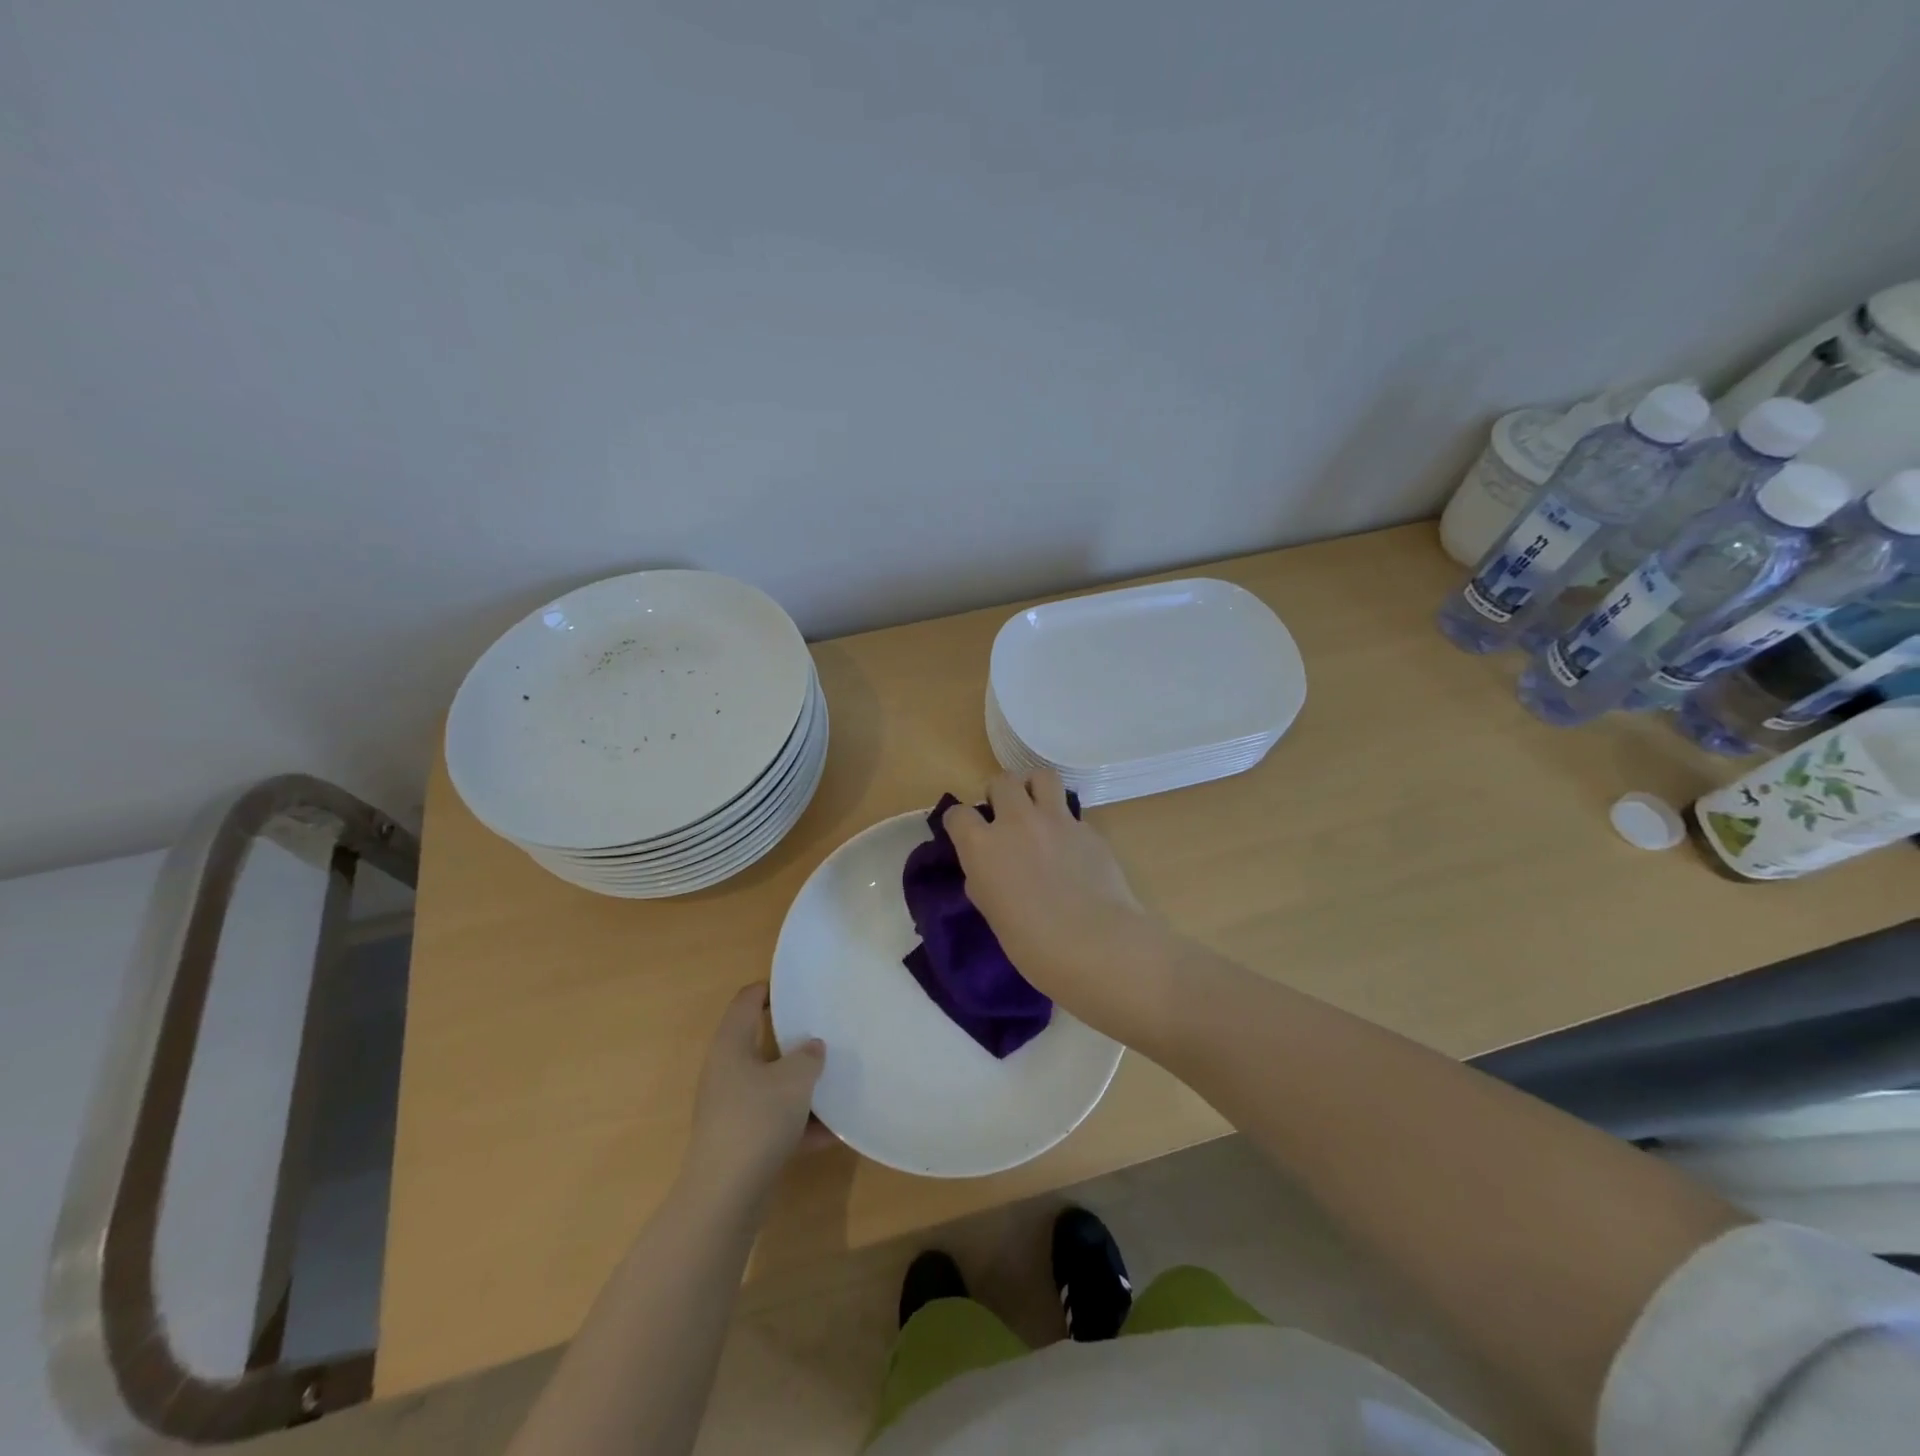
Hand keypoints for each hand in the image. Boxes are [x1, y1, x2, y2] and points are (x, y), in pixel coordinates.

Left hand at [683, 984, 828, 1207]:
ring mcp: (731, 1108)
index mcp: (731, 1045)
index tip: (801, 989)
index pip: (747, 1000)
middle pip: (761, 1043)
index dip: (771, 989)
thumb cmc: (757, 1120)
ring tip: (836, 1081)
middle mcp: (726, 1071)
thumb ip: (808, 1056)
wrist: (725, 1196)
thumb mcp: (795, 1079)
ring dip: (801, 1085)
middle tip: (827, 1031)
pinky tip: (832, 1133)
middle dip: (795, 1040)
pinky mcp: (740, 1140)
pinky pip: (775, 1120)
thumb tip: (812, 1047)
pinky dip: (800, 1123)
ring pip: (771, 1084)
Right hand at [945, 771, 1165, 1025]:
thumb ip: (985, 881)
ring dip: (1033, 788)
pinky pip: (1071, 813)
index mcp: (982, 846)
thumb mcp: (993, 913)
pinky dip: (1065, 823)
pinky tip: (1070, 848)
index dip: (959, 822)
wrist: (1096, 944)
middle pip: (1001, 781)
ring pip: (1041, 777)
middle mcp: (1017, 822)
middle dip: (999, 794)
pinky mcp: (1088, 828)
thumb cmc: (1033, 945)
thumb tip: (991, 869)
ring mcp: (1056, 820)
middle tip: (1005, 817)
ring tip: (1036, 809)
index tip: (965, 833)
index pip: (958, 814)